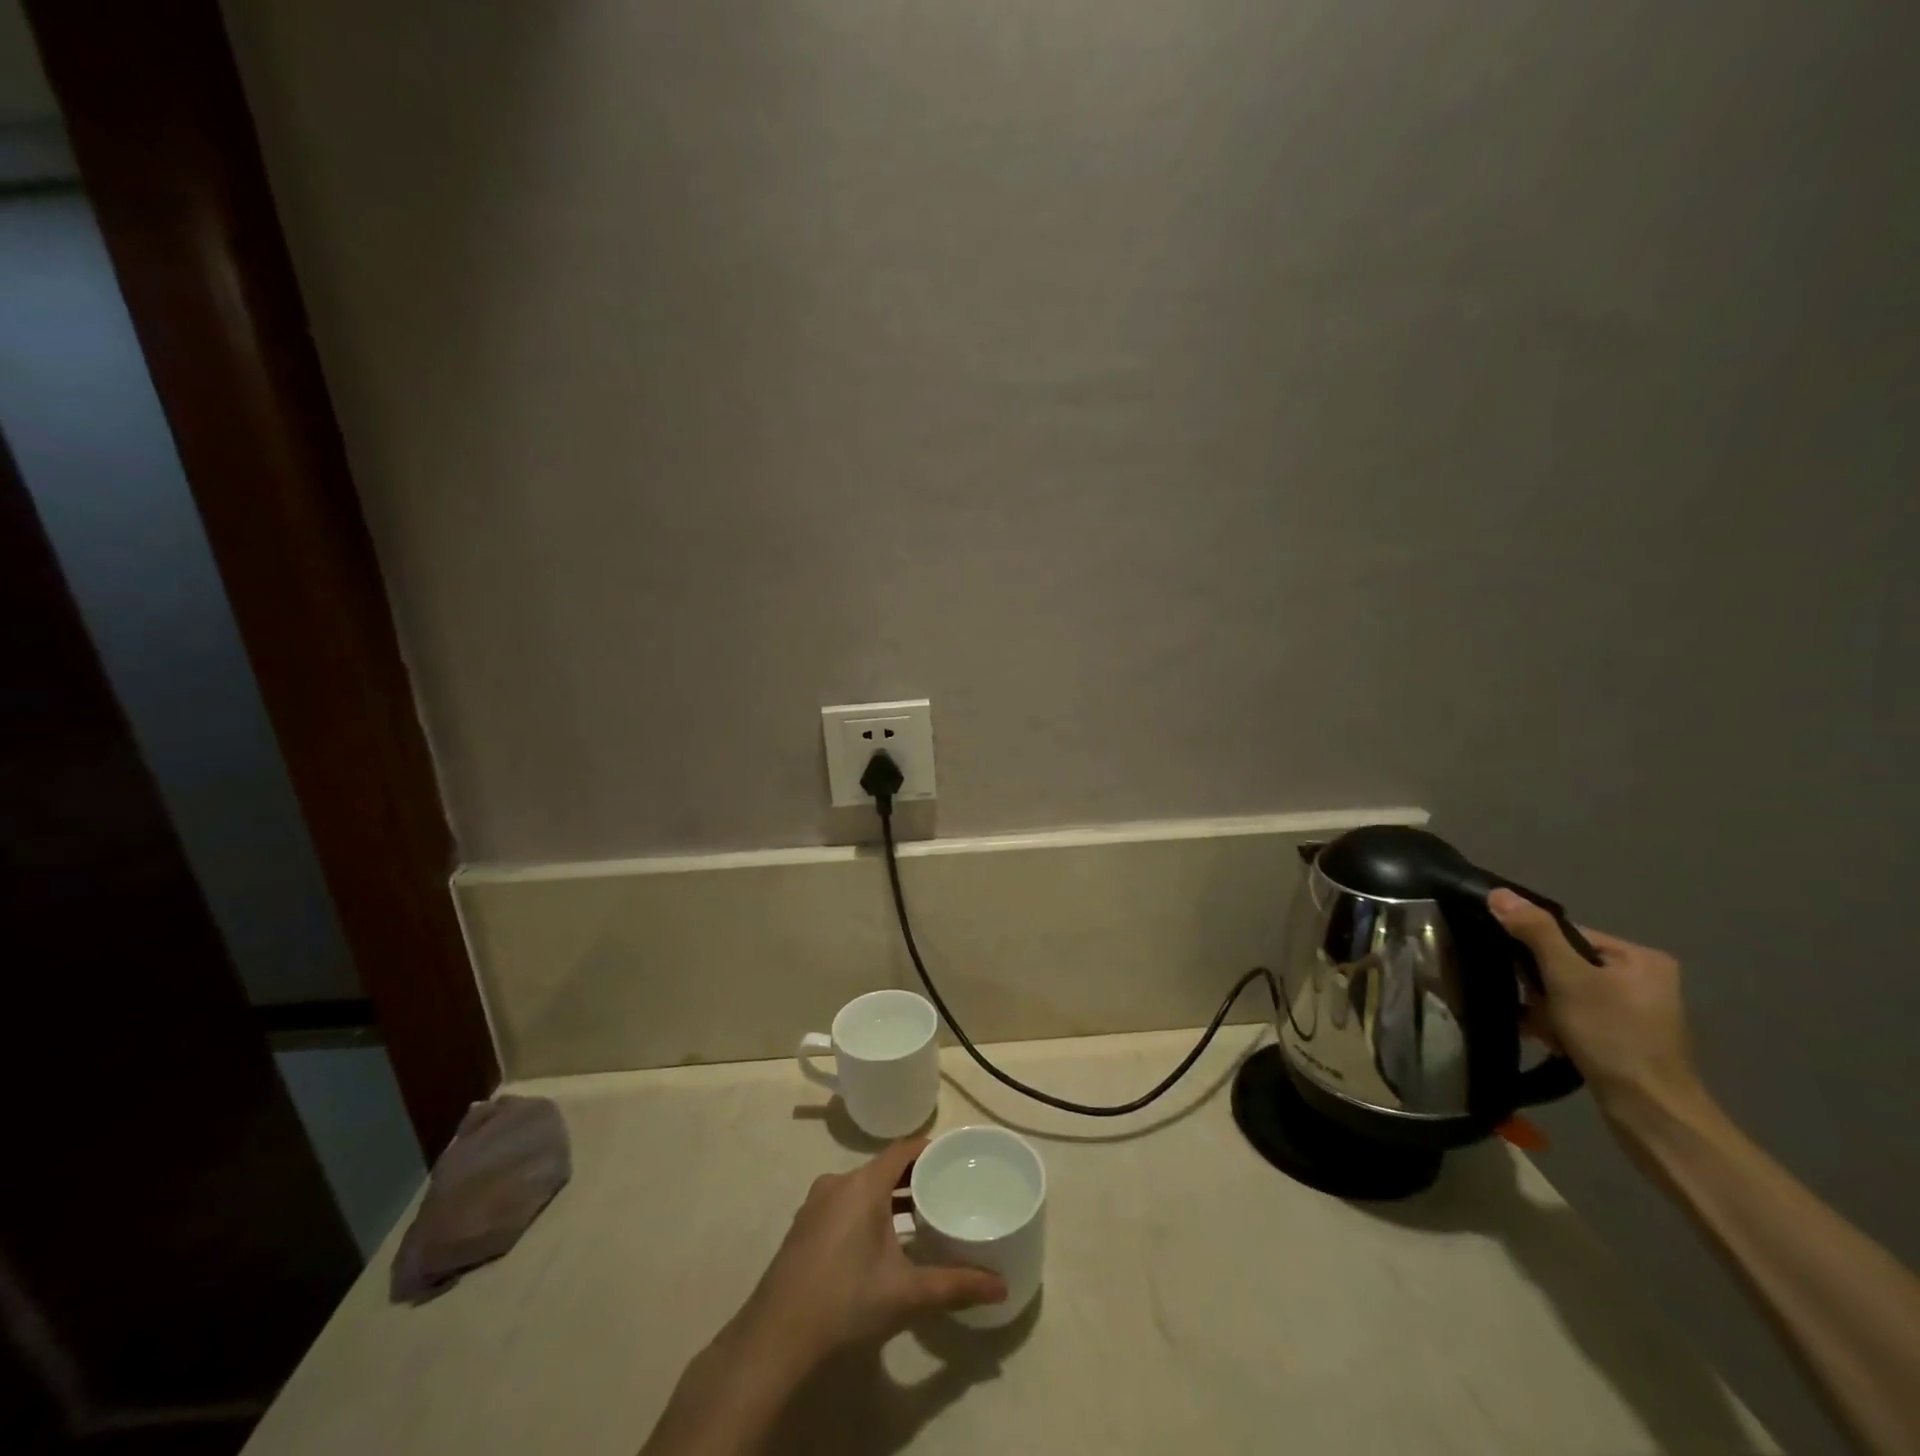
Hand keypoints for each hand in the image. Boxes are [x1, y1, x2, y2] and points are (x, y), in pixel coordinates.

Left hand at [731, 1139, 1005, 1375]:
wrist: (775, 1342)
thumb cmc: (845, 1302)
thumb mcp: (907, 1295)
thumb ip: (955, 1286)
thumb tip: (1001, 1286)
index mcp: (863, 1184)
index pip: (903, 1149)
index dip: (931, 1149)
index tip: (957, 1159)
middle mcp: (838, 1183)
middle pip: (884, 1168)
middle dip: (915, 1178)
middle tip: (948, 1191)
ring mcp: (816, 1206)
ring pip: (863, 1189)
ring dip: (891, 1198)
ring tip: (923, 1218)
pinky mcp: (804, 1230)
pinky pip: (845, 1205)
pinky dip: (868, 1213)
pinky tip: (883, 1244)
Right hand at [1487, 889, 1708, 1127]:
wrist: (1651, 1113)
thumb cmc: (1613, 1037)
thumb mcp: (1568, 978)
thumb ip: (1535, 933)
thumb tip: (1498, 893)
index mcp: (1640, 957)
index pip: (1567, 935)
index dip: (1534, 951)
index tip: (1522, 976)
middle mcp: (1644, 979)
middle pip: (1565, 964)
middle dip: (1539, 986)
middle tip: (1535, 1007)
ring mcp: (1636, 1012)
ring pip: (1566, 993)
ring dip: (1544, 1009)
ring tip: (1542, 1029)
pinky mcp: (1625, 1039)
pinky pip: (1577, 1017)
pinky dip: (1558, 1026)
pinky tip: (1548, 1041)